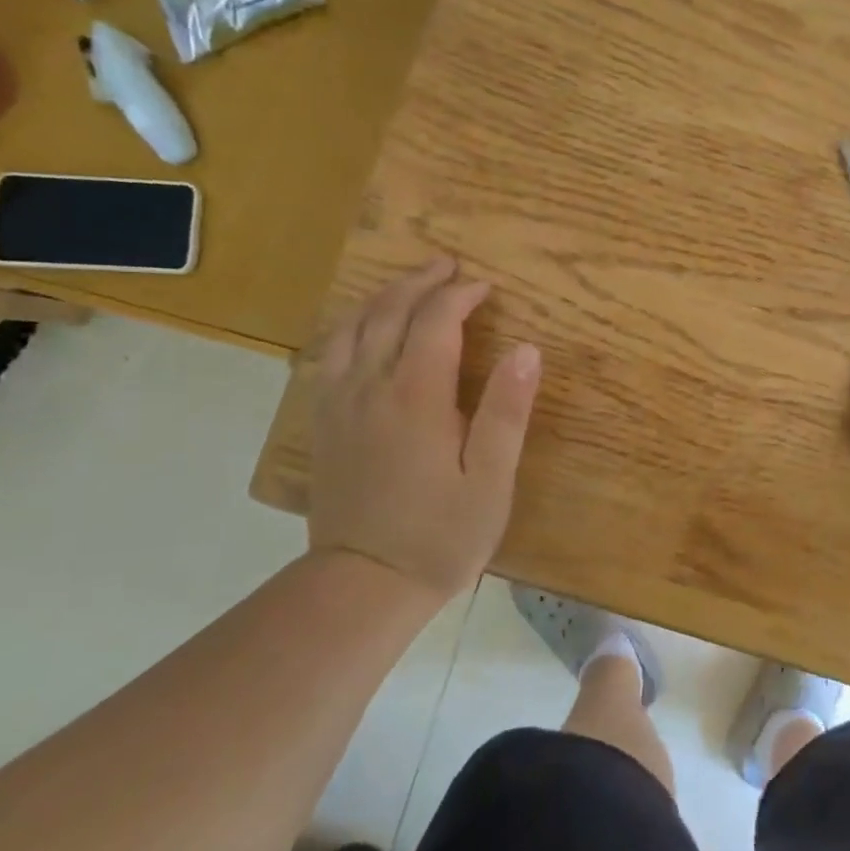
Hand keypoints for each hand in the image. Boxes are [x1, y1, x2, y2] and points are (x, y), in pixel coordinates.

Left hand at [310, 257, 541, 597]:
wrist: (364, 584)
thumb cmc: (441, 535)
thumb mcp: (491, 479)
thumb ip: (507, 411)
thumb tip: (527, 349)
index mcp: (416, 396)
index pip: (436, 321)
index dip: (461, 296)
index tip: (485, 288)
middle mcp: (370, 387)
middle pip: (389, 312)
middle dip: (420, 282)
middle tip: (448, 267)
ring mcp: (338, 403)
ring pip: (352, 328)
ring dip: (381, 297)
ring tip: (406, 286)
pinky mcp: (322, 423)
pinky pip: (328, 355)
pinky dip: (348, 328)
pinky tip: (360, 331)